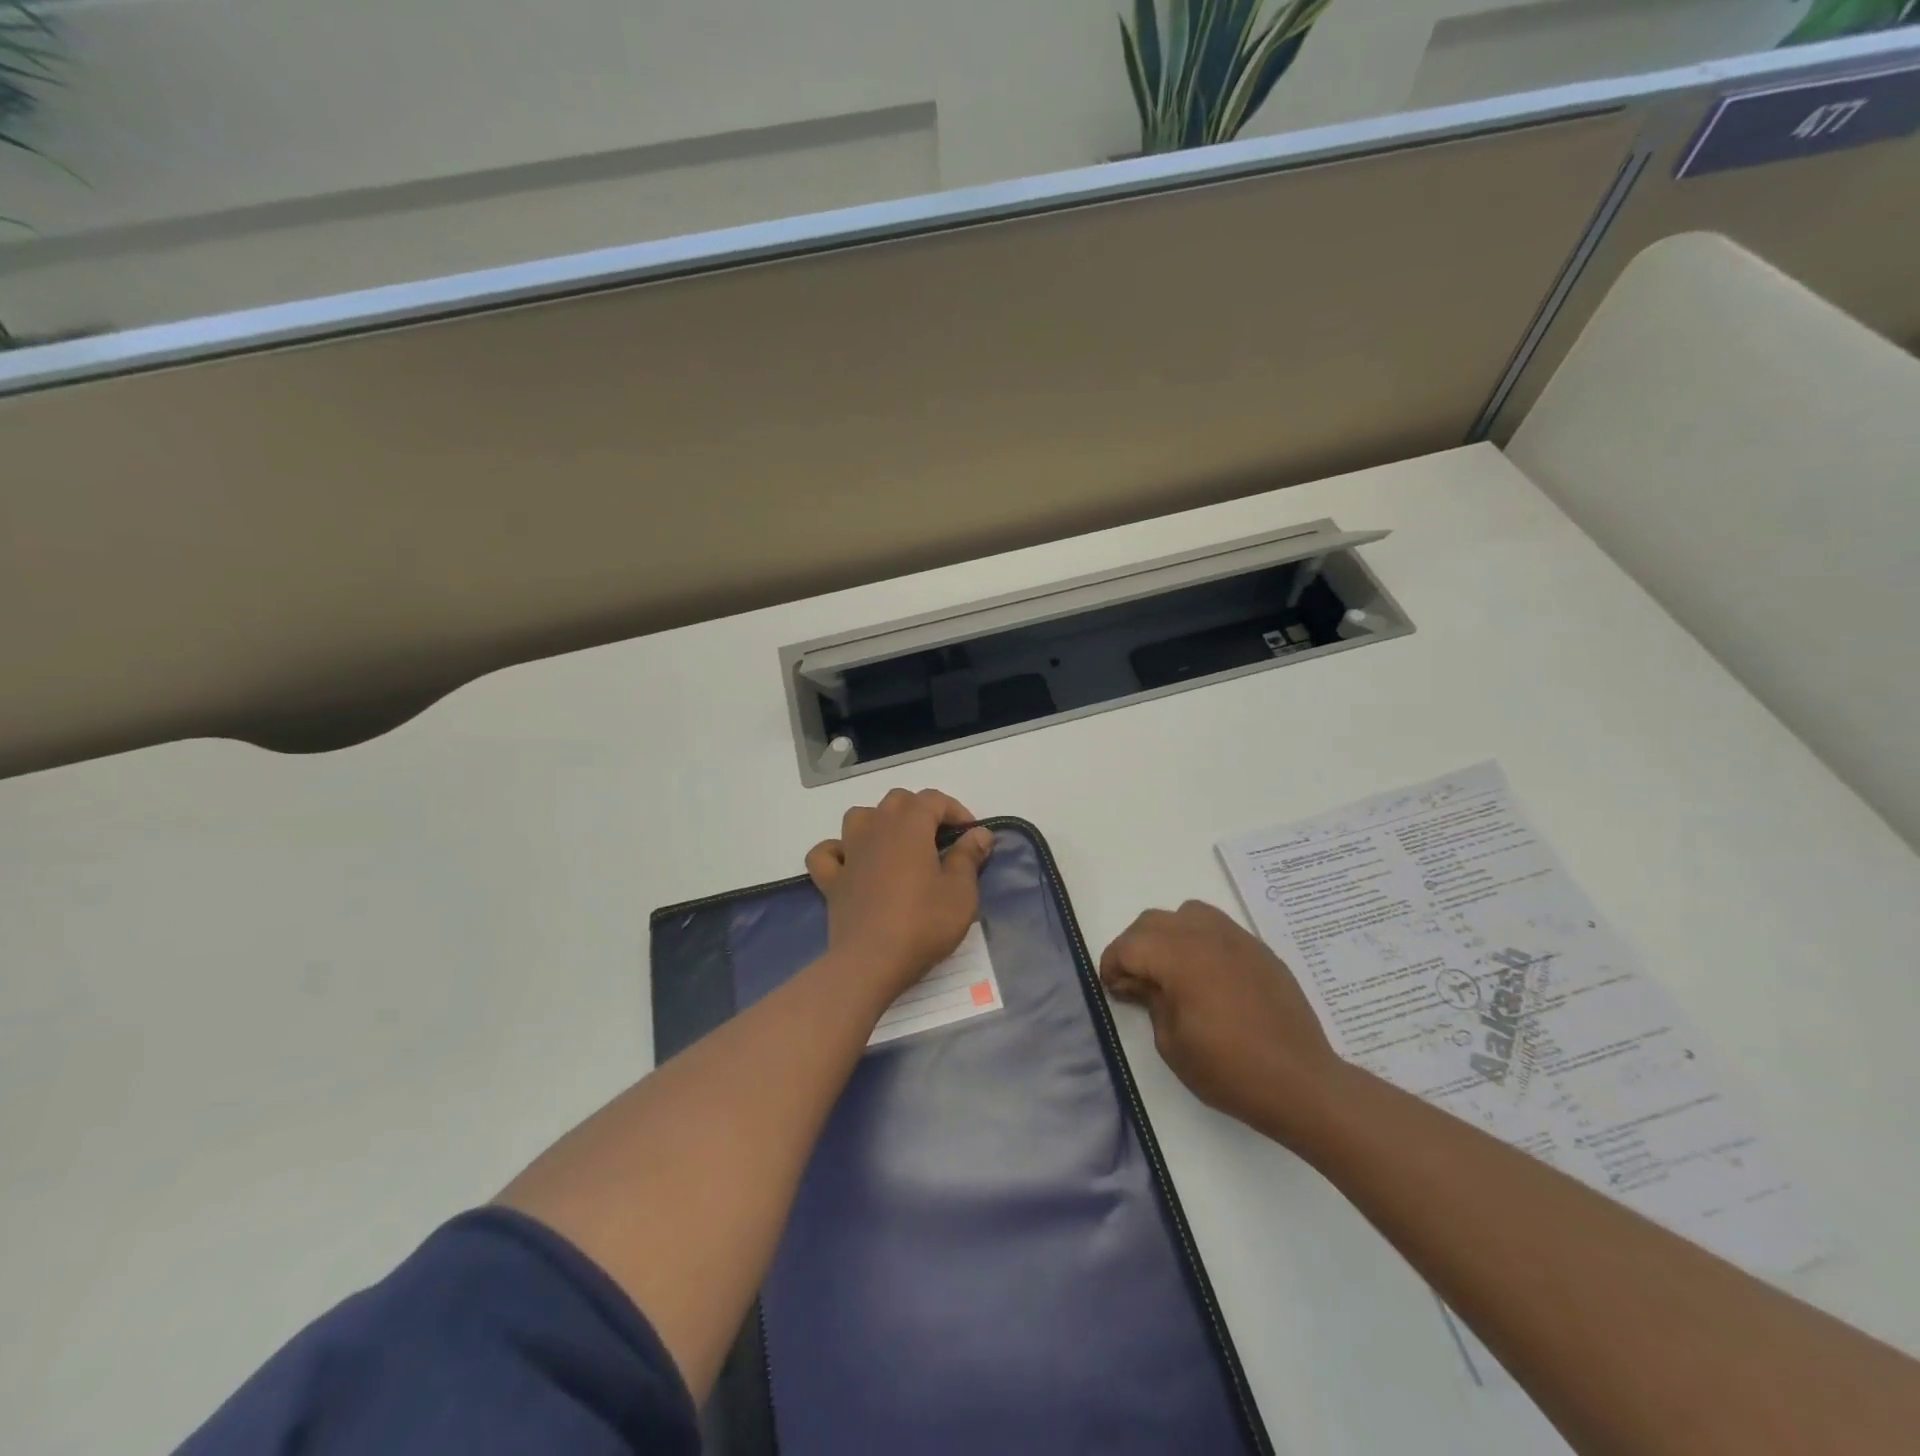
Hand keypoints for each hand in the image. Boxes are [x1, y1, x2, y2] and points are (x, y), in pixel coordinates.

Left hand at [805, 789, 994, 1001]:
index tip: (971, 836)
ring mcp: (849, 853)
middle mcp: (876, 828)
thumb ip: (968, 857)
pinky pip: (827, 853)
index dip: (956, 811)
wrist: (871, 962)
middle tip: (940, 840)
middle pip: (897, 801)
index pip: (933, 799)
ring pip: (860, 817)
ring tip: (898, 845)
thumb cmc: (923, 924)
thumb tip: (980, 833)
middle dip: (921, 811)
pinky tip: (852, 863)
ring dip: (880, 822)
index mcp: (909, 826)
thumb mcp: (961, 892)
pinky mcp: (831, 880)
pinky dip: (839, 851)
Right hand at [1100, 900, 1340, 1139]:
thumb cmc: (1230, 1070)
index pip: (1129, 945)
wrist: (1302, 1083)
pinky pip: (1218, 927)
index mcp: (1180, 958)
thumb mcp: (1172, 1044)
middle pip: (1153, 921)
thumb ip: (1151, 1001)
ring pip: (1187, 913)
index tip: (1113, 990)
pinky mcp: (1259, 950)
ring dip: (1168, 935)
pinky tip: (1207, 976)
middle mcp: (1206, 936)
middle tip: (1136, 983)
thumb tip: (1144, 983)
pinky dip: (1200, 940)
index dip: (1112, 966)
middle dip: (1135, 947)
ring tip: (1172, 970)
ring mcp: (1237, 939)